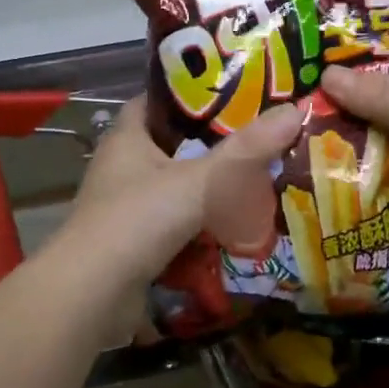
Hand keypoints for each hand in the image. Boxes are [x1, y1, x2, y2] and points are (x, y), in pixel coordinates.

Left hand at [63, 96, 306, 291]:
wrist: (91, 295)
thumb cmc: (139, 220)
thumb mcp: (198, 181)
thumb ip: (246, 151)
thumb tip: (296, 110)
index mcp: (127, 138)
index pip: (157, 101)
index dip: (190, 94)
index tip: (232, 92)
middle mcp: (122, 167)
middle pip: (171, 145)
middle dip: (211, 145)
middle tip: (259, 139)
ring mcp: (125, 208)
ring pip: (176, 188)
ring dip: (208, 188)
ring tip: (257, 180)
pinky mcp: (133, 244)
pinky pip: (175, 225)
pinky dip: (201, 226)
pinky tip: (235, 227)